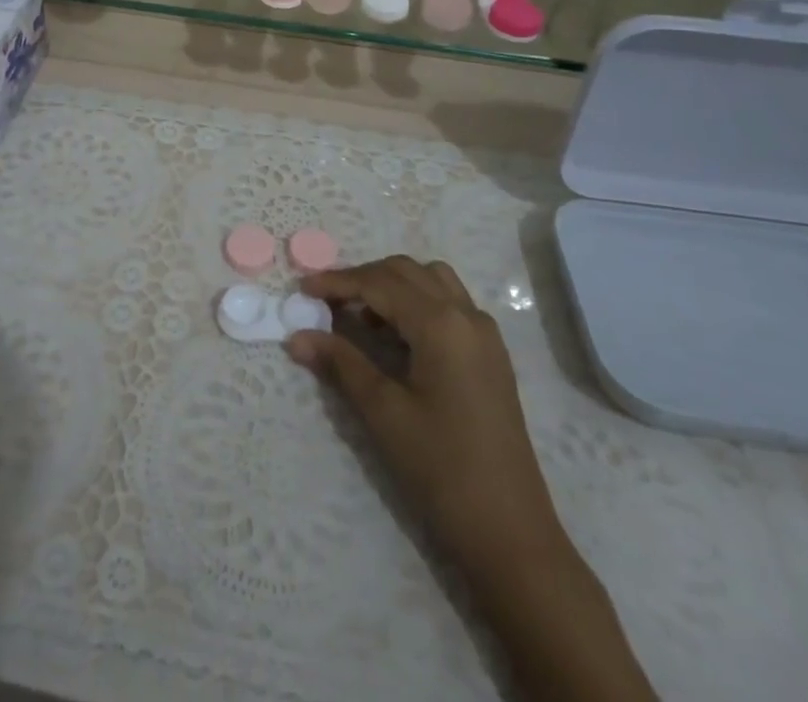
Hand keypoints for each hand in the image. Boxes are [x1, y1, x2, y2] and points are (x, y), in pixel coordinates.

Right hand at [286, 256, 561, 566]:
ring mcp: (484, 334)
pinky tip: (397, 337)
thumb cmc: (442, 470)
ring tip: (362, 317)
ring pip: (431, 281)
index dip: (337, 282)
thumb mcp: (384, 413)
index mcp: (441, 323)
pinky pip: (449, 303)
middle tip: (326, 301)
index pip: (379, 283)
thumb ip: (341, 363)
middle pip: (406, 272)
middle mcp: (466, 315)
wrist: (511, 535)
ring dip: (393, 285)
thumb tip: (296, 337)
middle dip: (363, 278)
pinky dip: (417, 302)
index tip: (301, 288)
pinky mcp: (491, 355)